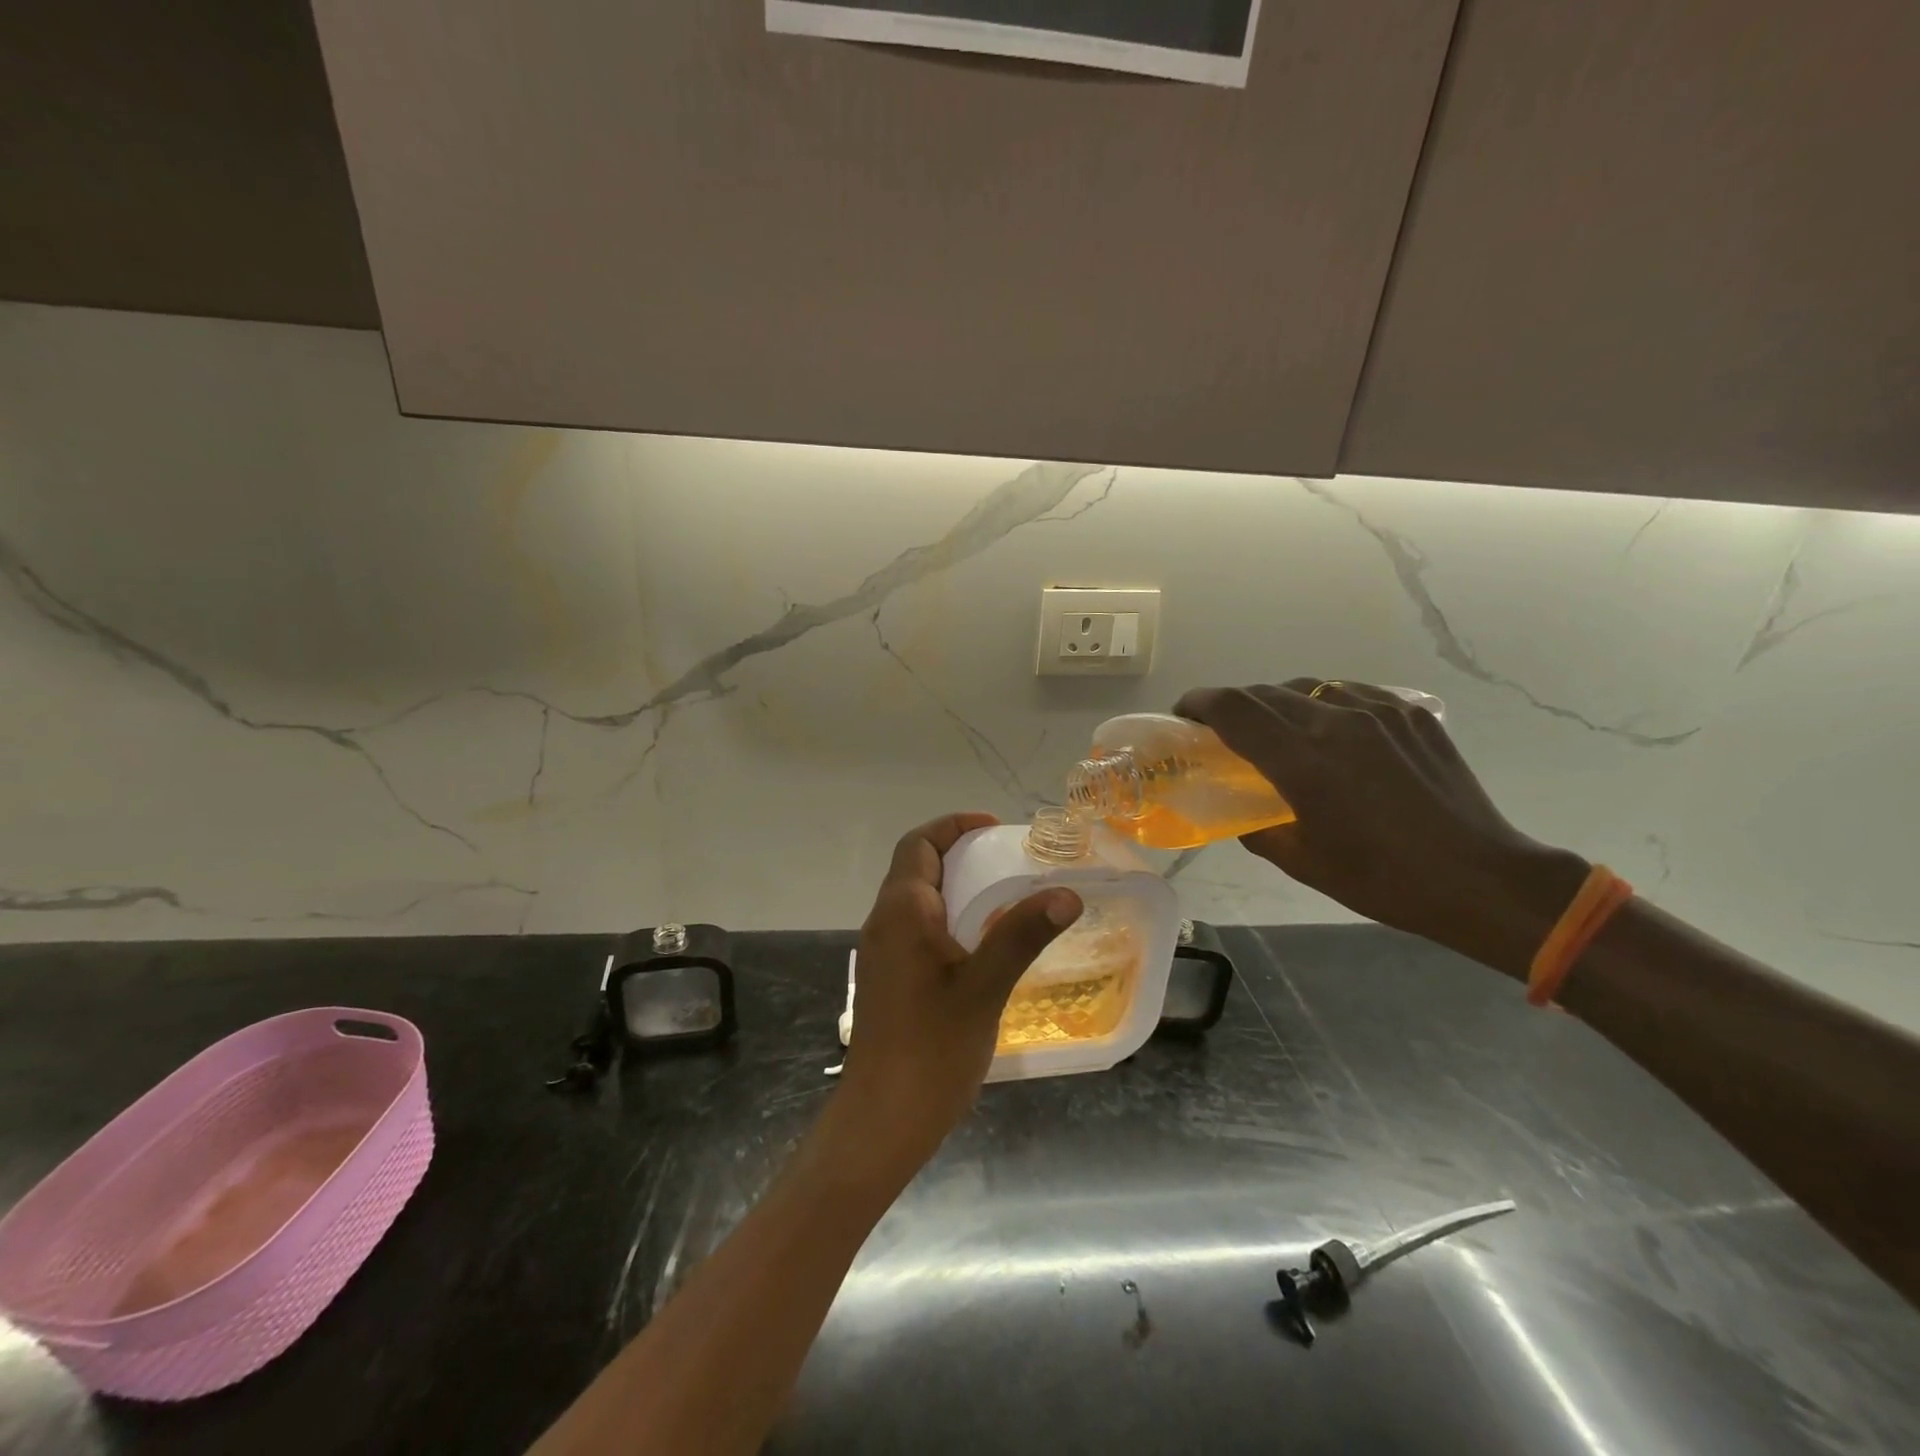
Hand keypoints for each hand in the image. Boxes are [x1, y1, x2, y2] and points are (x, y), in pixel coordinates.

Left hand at [830, 813, 1081, 1181]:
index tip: (995, 828)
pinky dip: (948, 917)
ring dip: (955, 886)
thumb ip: (1021, 935)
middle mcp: (885, 922)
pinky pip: (918, 928)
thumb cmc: (931, 1050)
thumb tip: (1066, 893)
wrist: (882, 1120)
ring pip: (917, 899)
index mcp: (901, 911)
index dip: (954, 826)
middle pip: (917, 866)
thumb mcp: (984, 988)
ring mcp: (883, 952)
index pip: (919, 844)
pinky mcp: (889, 978)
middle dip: (959, 853)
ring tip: (1005, 895)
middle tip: (1009, 860)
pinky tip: (982, 943)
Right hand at [1174, 681, 1587, 979]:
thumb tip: (1238, 814)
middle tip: (1221, 729)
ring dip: (1276, 701)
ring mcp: (1377, 711)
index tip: (1183, 715)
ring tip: (1275, 728)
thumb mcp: (1303, 862)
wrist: (1479, 877)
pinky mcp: (1409, 712)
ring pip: (1306, 687)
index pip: (1234, 709)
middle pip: (1264, 692)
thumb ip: (1258, 828)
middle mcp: (1336, 721)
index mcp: (1303, 761)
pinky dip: (1321, 703)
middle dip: (1232, 704)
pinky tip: (1327, 728)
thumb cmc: (1382, 879)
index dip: (1199, 704)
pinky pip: (1347, 693)